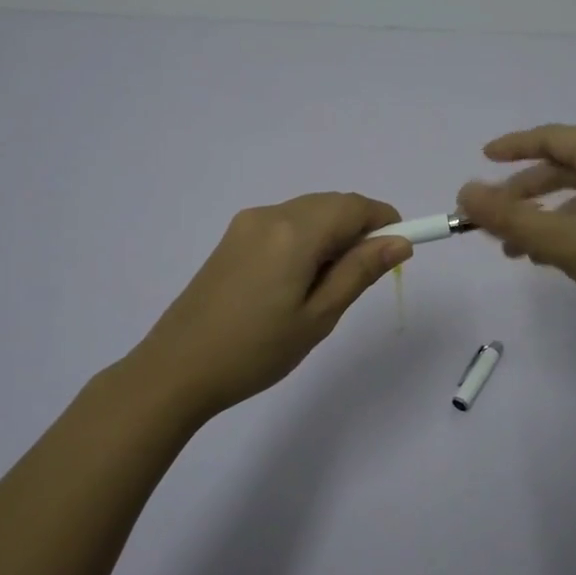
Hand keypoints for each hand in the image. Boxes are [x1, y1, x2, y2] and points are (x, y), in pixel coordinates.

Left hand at [131, 193, 410, 419]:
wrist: (176, 369)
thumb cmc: (256, 350)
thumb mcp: (318, 316)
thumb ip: (360, 271)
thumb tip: (399, 241)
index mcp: (294, 231)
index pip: (353, 206)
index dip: (385, 220)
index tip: (399, 251)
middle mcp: (269, 215)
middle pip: (330, 204)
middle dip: (358, 229)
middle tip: (364, 277)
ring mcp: (246, 225)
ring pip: (307, 213)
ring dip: (332, 235)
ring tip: (328, 287)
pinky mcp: (232, 239)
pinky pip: (284, 225)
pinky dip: (306, 240)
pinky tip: (298, 281)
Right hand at [458, 125, 575, 341]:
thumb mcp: (565, 241)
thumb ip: (511, 219)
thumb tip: (465, 192)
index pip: (552, 137)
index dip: (515, 145)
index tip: (484, 157)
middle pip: (567, 168)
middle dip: (526, 193)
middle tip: (496, 218)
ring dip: (548, 216)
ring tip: (520, 251)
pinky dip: (575, 227)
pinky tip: (562, 258)